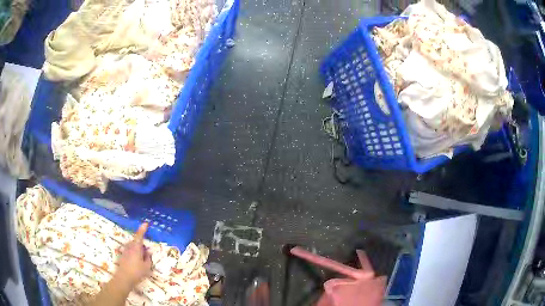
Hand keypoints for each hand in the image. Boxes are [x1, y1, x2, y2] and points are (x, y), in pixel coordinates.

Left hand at [114, 223, 152, 288]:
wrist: (124, 278)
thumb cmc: (137, 272)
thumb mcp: (147, 266)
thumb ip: (148, 258)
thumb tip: (149, 251)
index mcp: (136, 248)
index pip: (140, 236)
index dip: (142, 229)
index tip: (145, 223)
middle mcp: (130, 247)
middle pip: (136, 242)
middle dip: (141, 244)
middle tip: (147, 253)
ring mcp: (125, 251)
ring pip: (132, 247)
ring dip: (137, 250)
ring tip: (142, 259)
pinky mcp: (122, 256)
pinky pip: (130, 251)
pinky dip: (134, 254)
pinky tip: (136, 263)